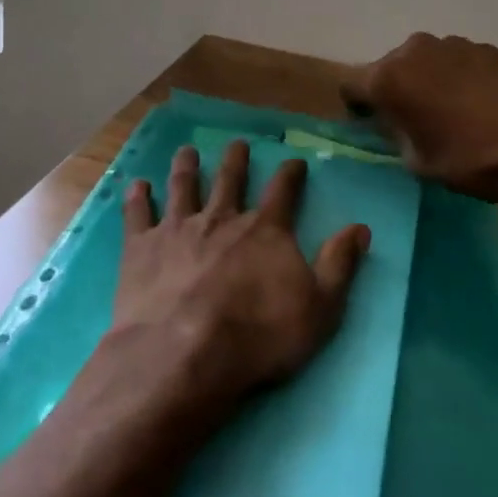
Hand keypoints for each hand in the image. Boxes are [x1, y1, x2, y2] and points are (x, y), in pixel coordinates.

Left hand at [111, 141, 370, 406]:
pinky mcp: (142, 247)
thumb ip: (339, 265)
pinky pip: (138, 214)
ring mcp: (178, 229)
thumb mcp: (320, 308)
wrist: (185, 353)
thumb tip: (360, 227)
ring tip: (186, 151)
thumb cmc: (258, 336)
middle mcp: (222, 219)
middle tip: (236, 143)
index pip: (283, 191)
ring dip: (186, 167)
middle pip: (229, 179)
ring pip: (184, 187)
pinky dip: (138, 197)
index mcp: (265, 230)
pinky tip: (137, 184)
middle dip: (235, 159)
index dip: (290, 174)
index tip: (294, 161)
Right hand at [340, 33, 497, 201]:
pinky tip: (476, 101)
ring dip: (425, 79)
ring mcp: (451, 44)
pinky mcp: (484, 47)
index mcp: (388, 78)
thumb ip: (393, 132)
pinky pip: (454, 60)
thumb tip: (390, 120)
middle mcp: (413, 50)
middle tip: (411, 117)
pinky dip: (455, 75)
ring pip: (422, 60)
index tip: (371, 123)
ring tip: (448, 108)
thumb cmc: (468, 159)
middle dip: (392, 88)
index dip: (356, 104)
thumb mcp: (416, 160)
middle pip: (387, 66)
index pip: (350, 83)